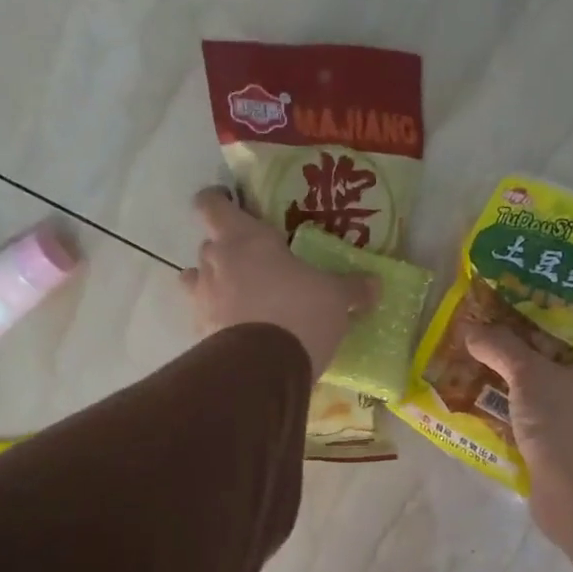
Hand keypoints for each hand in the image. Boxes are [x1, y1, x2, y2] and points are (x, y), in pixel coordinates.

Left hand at [179, 188, 377, 377]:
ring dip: (214, 285)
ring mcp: (201, 299)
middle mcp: (214, 263)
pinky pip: (204, 318)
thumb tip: (374, 284)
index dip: (217, 202)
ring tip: (240, 298)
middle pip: (209, 245)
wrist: (263, 369)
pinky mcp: (199, 334)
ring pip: (197, 280)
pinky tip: (239, 332)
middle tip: (256, 263)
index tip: (230, 206)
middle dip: (228, 252)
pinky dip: (217, 320)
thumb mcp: (335, 298)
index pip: (211, 204)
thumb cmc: (299, 313)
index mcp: (243, 238)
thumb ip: (352, 288)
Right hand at [464, 326, 572, 568]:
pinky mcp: (549, 441)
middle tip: (475, 326)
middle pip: (543, 353)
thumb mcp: (530, 375)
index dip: (537, 307)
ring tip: (464, 357)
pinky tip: (469, 397)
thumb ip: (501, 347)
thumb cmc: (564, 425)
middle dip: (509, 342)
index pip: (568, 322)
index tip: (504, 296)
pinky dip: (499, 406)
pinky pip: (520, 414)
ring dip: (499, 376)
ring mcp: (567, 415)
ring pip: (529, 385)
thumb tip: (470, 328)